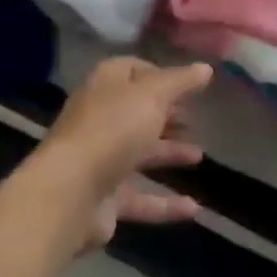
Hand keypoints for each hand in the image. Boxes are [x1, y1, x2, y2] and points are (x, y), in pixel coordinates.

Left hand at [32, 57, 211, 248]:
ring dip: (169, 153)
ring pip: (141, 152)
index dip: (162, 75)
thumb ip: (180, 82)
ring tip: (199, 156)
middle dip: (168, 115)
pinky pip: (141, 197)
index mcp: (107, 84)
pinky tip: (194, 208)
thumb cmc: (113, 128)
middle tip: (196, 121)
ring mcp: (102, 158)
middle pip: (139, 112)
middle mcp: (103, 117)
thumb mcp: (152, 95)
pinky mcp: (106, 198)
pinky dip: (166, 203)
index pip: (135, 70)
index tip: (189, 86)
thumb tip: (206, 68)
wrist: (70, 192)